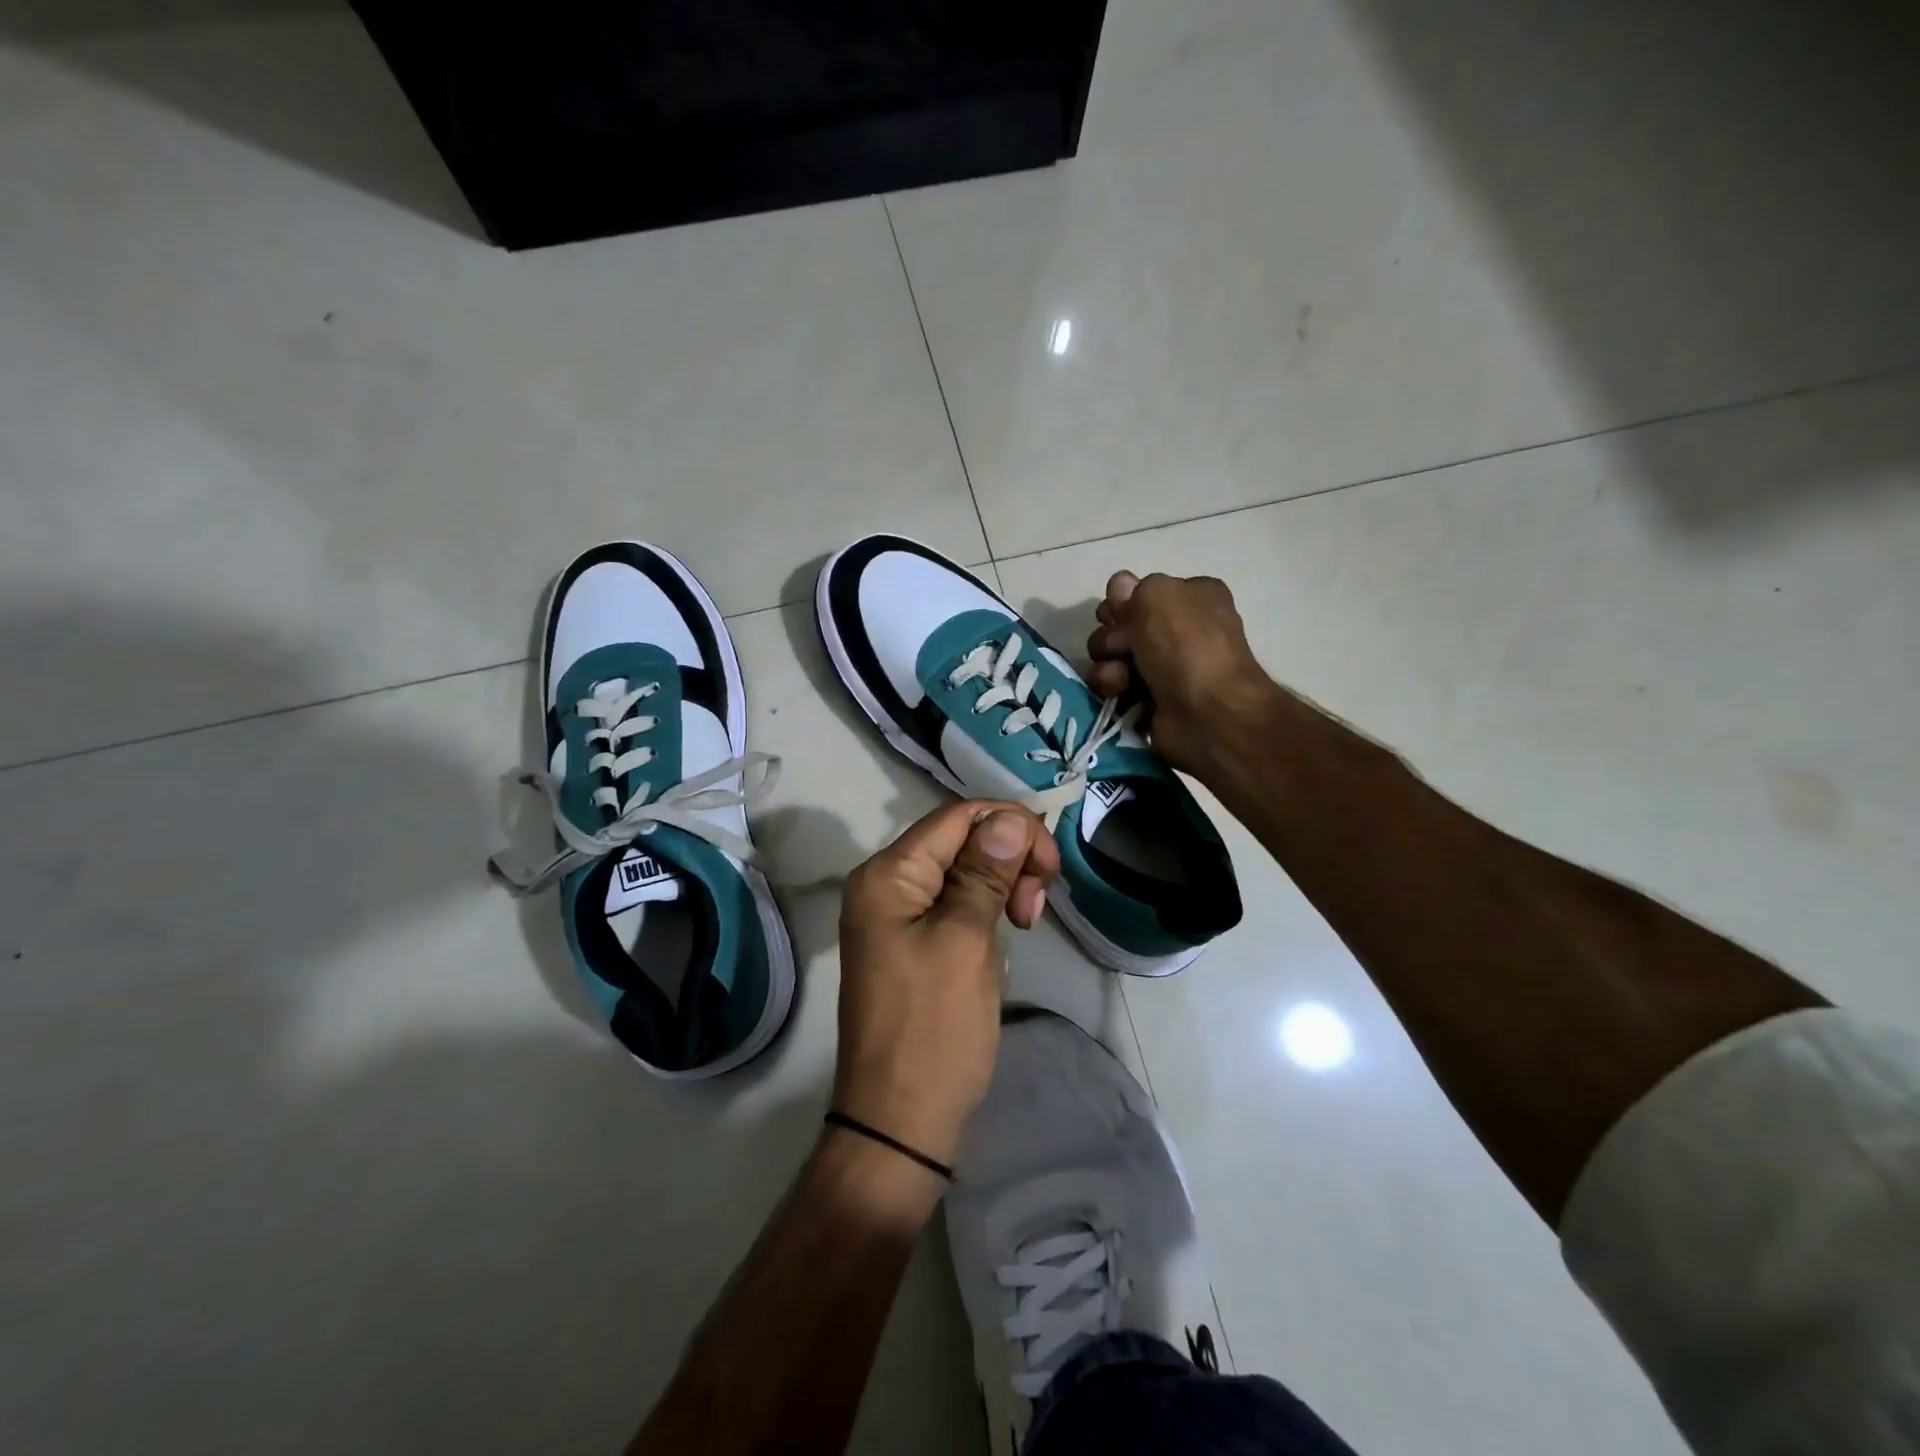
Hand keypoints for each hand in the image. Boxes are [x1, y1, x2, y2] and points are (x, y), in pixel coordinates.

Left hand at [833, 802, 1060, 1167]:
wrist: (900, 1121)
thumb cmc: (935, 1028)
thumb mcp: (966, 941)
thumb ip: (985, 873)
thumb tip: (1008, 818)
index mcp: (887, 874)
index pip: (956, 817)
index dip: (1009, 825)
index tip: (1050, 868)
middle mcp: (884, 883)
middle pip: (959, 839)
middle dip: (1008, 855)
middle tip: (1037, 905)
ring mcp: (895, 914)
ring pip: (961, 869)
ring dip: (1001, 882)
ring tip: (1026, 921)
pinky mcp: (910, 940)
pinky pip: (953, 901)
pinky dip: (986, 905)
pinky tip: (1007, 929)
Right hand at [1086, 571, 1280, 775]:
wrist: (1208, 714)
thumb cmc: (1187, 646)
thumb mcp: (1159, 594)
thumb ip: (1134, 587)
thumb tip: (1120, 590)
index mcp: (1192, 598)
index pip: (1140, 592)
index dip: (1121, 603)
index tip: (1118, 615)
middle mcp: (1180, 631)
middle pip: (1120, 626)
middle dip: (1111, 637)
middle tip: (1121, 649)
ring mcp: (1165, 669)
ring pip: (1111, 658)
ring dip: (1107, 666)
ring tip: (1120, 679)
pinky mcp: (1150, 701)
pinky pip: (1114, 688)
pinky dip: (1111, 690)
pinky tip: (1120, 695)